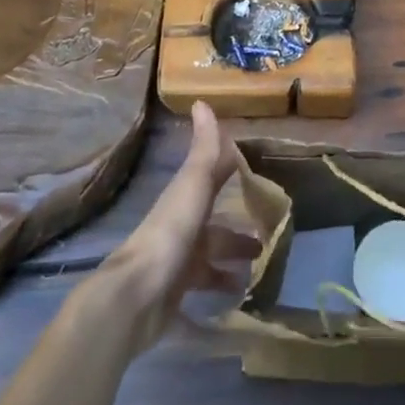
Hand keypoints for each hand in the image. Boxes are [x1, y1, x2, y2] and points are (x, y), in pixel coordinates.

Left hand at [96, 102, 256, 353]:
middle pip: (215, 229)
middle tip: (270, 238)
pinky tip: (240, 304)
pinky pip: (202, 294)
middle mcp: (181, 231)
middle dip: (240, 232)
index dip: (233, 177)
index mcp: (185, 202)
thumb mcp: (193, 186)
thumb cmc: (170, 235)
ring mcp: (176, 267)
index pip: (213, 182)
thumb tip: (202, 101)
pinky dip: (219, 295)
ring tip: (261, 271)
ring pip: (210, 262)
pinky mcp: (174, 300)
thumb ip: (204, 150)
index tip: (261, 180)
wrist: (134, 298)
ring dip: (232, 264)